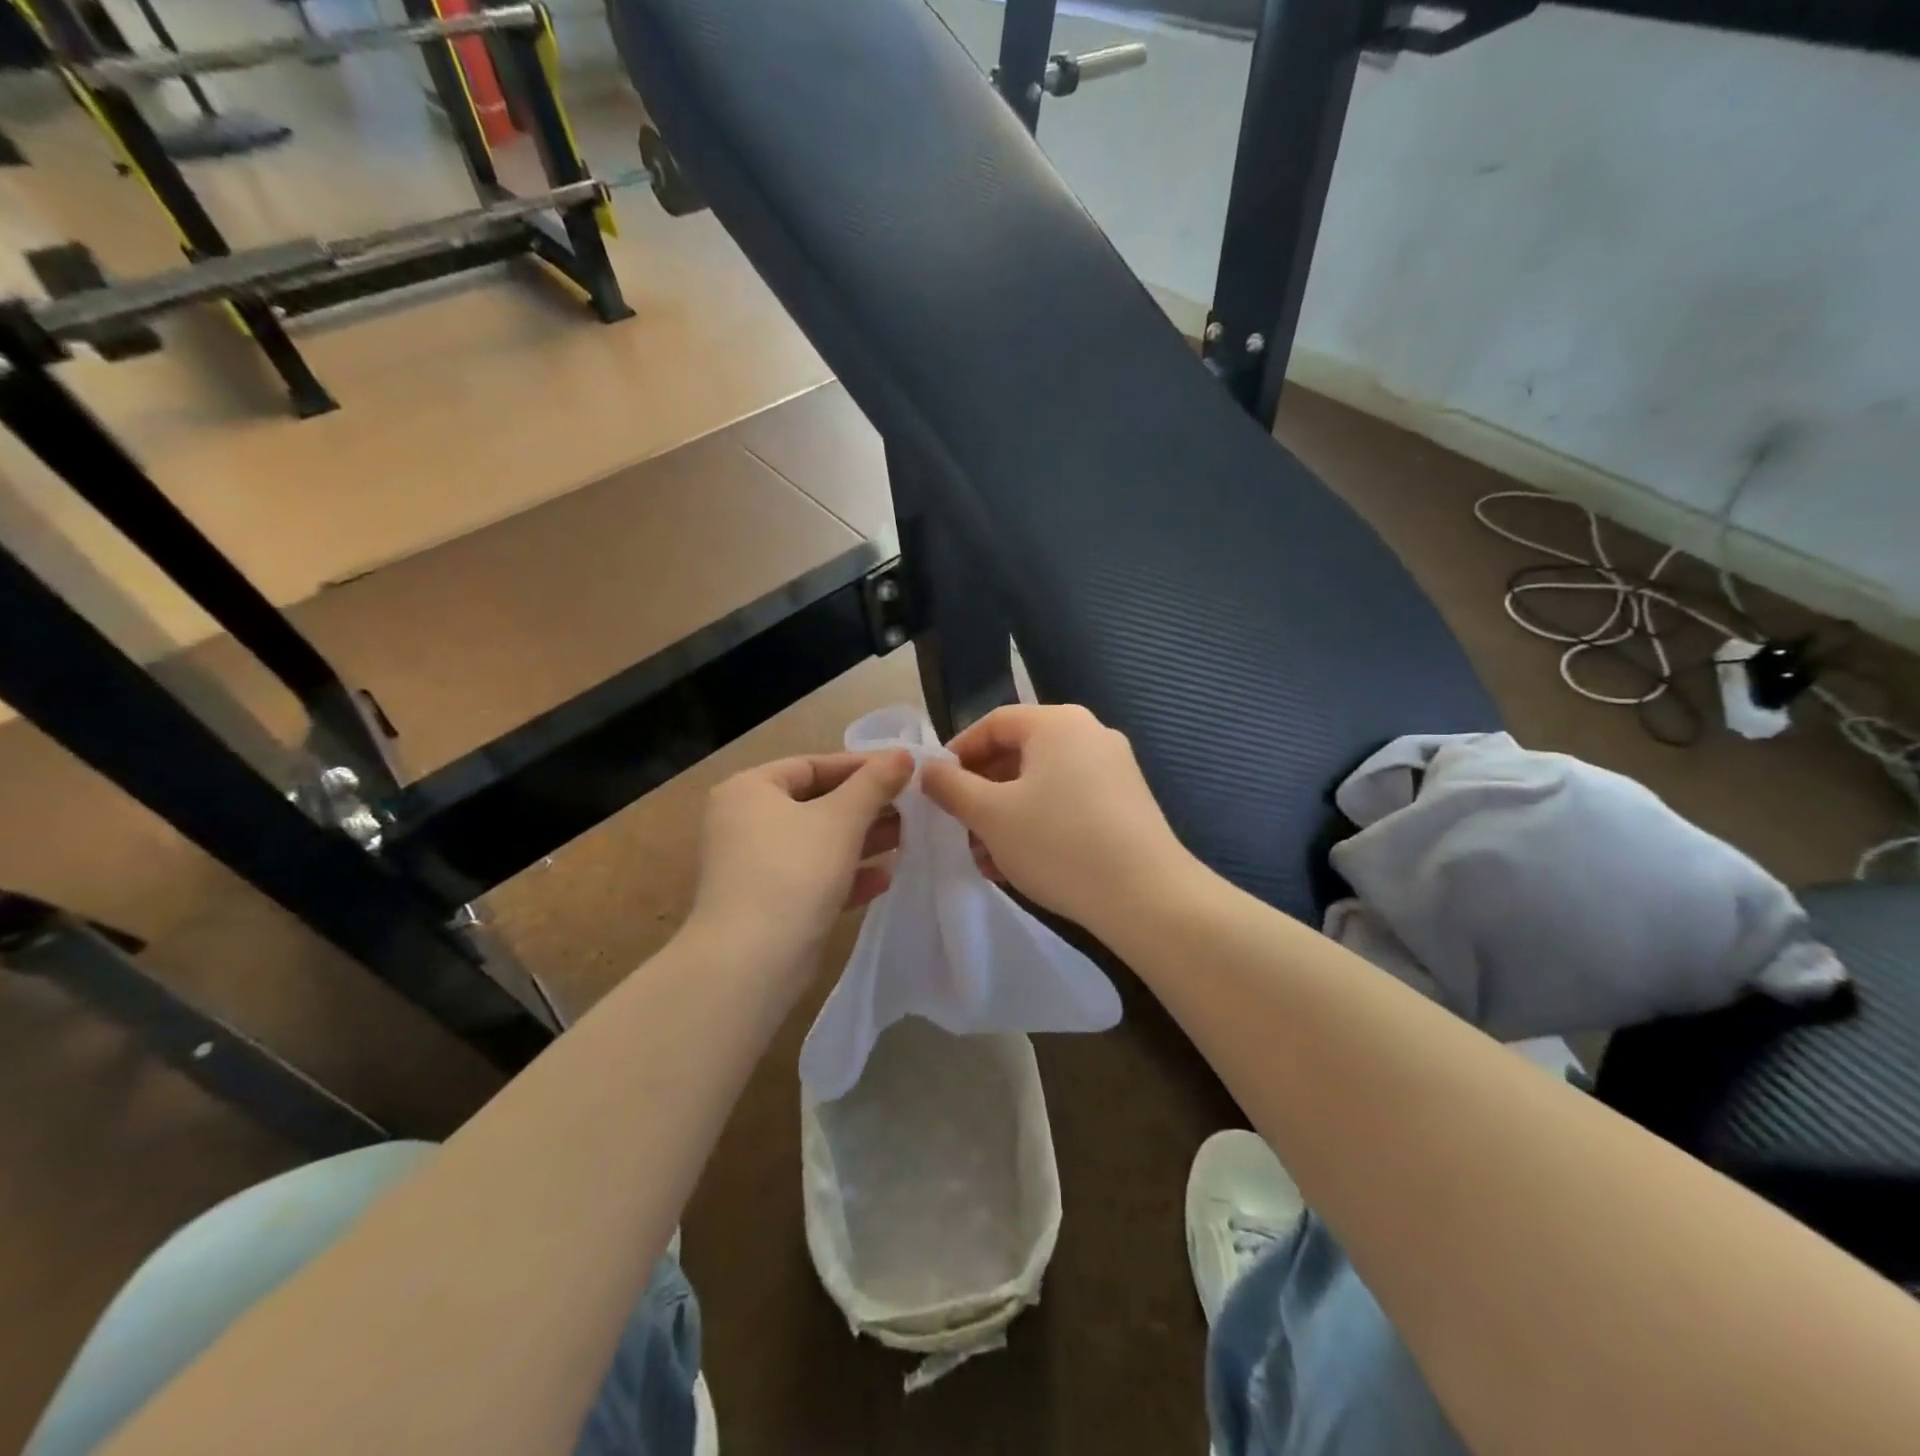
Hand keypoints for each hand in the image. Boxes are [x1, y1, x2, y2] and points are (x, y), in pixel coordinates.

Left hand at [688, 750, 914, 974]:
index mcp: (750, 790)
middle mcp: (745, 822)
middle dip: (866, 807)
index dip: (860, 766)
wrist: (749, 964)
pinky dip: (845, 875)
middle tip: (912, 807)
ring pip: (818, 842)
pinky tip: (884, 879)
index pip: (812, 765)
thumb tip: (903, 754)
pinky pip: (812, 877)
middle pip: (816, 803)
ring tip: (908, 839)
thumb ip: (874, 784)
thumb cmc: (793, 873)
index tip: (904, 771)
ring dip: (862, 840)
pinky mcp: (767, 903)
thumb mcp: (840, 820)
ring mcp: (754, 865)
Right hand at [920, 704, 1197, 932]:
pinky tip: (1020, 863)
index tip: (936, 787)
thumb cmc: (1058, 843)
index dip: (958, 752)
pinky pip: (1068, 801)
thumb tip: (927, 769)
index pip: (994, 723)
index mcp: (1058, 723)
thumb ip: (951, 787)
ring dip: (1006, 813)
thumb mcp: (991, 815)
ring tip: (985, 855)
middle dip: (982, 791)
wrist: (1146, 897)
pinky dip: (1038, 823)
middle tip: (959, 825)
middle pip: (1019, 753)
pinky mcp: (1126, 803)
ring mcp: (1114, 769)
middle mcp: (1090, 734)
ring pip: (1042, 783)